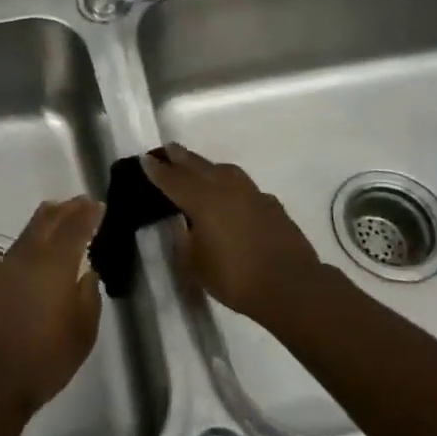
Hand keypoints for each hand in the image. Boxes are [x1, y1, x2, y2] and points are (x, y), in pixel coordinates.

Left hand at [0, 197, 103, 418]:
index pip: (75, 226)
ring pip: (30, 230)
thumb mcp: (83, 333)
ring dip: (49, 220)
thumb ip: (88, 296)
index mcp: (55, 263)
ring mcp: (6, 265)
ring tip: (63, 219)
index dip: (88, 213)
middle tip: (83, 203)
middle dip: (68, 208)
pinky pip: (18, 248)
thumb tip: (87, 272)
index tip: (99, 205)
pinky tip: (39, 254)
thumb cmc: (45, 359)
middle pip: (48, 217)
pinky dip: (33, 240)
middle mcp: (28, 255)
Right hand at [141, 143, 322, 327]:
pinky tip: (232, 197)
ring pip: (223, 170)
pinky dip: (232, 186)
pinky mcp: (270, 203)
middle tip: (167, 149)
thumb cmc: (236, 278)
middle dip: (180, 157)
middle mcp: (224, 188)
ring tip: (199, 168)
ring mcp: (251, 193)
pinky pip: (244, 187)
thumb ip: (184, 241)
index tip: (145, 159)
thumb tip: (182, 226)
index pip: (172, 180)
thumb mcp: (196, 266)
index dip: (156, 170)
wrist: (292, 286)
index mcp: (201, 200)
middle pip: (197, 165)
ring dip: (207, 166)